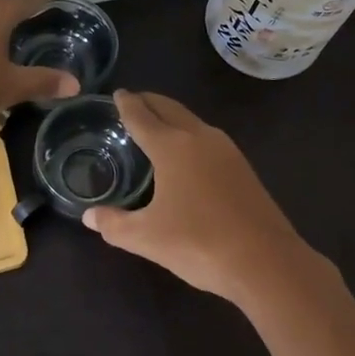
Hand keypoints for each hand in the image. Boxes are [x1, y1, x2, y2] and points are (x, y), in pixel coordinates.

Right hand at [83, 91, 321, 304]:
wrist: (265, 261)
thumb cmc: (198, 243)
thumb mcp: (146, 237)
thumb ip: (114, 224)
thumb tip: (89, 216)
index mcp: (172, 146)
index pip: (142, 116)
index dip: (127, 104)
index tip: (118, 94)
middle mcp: (200, 138)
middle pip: (170, 108)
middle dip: (150, 102)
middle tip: (133, 102)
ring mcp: (226, 151)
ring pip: (192, 121)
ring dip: (172, 117)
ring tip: (156, 126)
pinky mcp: (243, 168)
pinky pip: (208, 139)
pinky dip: (189, 134)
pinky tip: (186, 155)